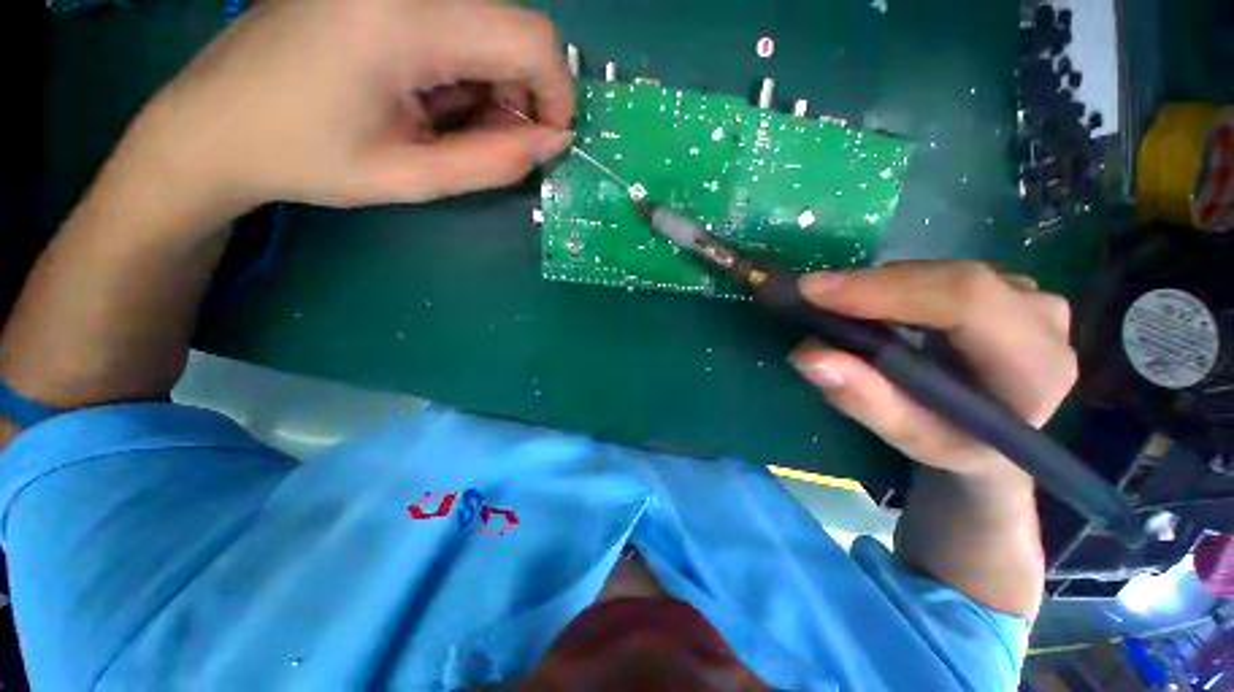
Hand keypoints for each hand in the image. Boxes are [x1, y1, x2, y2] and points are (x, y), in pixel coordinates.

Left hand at [114, 0, 574, 219]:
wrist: (215, 123)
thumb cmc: (306, 158)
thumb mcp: (411, 177)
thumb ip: (493, 162)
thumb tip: (554, 142)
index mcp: (403, 19)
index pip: (531, 39)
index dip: (557, 95)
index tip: (547, 142)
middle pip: (515, 29)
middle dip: (525, 95)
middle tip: (492, 141)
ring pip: (492, 27)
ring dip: (495, 86)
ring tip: (449, 125)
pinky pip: (459, 22)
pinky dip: (467, 69)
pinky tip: (432, 98)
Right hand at [791, 261, 1077, 479]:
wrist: (994, 438)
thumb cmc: (955, 445)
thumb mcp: (909, 438)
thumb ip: (865, 401)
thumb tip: (808, 355)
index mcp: (1034, 366)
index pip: (965, 303)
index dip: (885, 291)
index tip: (813, 291)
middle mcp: (1042, 318)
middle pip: (951, 279)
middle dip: (871, 286)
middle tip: (810, 296)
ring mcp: (1027, 295)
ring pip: (940, 272)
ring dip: (880, 286)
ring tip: (836, 306)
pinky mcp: (1004, 286)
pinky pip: (938, 274)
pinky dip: (893, 285)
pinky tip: (869, 305)